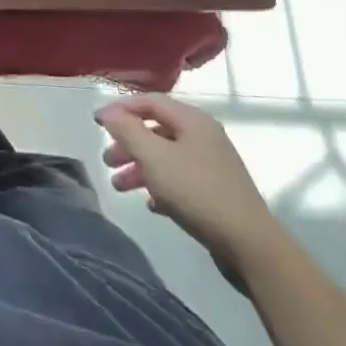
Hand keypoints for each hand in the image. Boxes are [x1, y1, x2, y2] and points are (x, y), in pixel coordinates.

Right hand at [94, 95, 283, 278]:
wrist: (248, 243)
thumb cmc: (196, 191)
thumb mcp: (154, 156)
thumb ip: (127, 130)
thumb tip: (108, 112)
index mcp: (192, 120)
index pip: (149, 102)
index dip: (120, 109)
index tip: (97, 124)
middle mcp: (204, 136)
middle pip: (156, 130)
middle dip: (128, 144)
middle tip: (107, 161)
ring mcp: (212, 164)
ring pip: (166, 157)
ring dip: (140, 168)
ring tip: (119, 187)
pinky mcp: (216, 191)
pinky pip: (180, 180)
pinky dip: (160, 186)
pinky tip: (151, 204)